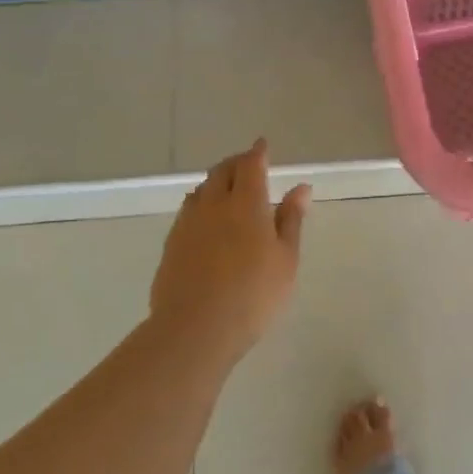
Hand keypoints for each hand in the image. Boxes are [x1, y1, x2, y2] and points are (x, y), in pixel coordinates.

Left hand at [149, 140, 310, 360]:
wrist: (195, 328)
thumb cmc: (254, 294)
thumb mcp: (286, 259)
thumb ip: (291, 220)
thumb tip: (301, 187)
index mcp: (246, 203)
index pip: (251, 165)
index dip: (257, 153)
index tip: (263, 145)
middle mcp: (214, 204)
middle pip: (222, 171)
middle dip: (236, 163)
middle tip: (248, 165)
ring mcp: (188, 223)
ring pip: (202, 189)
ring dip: (216, 181)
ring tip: (227, 188)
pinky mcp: (172, 243)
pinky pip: (188, 210)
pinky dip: (201, 203)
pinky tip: (206, 219)